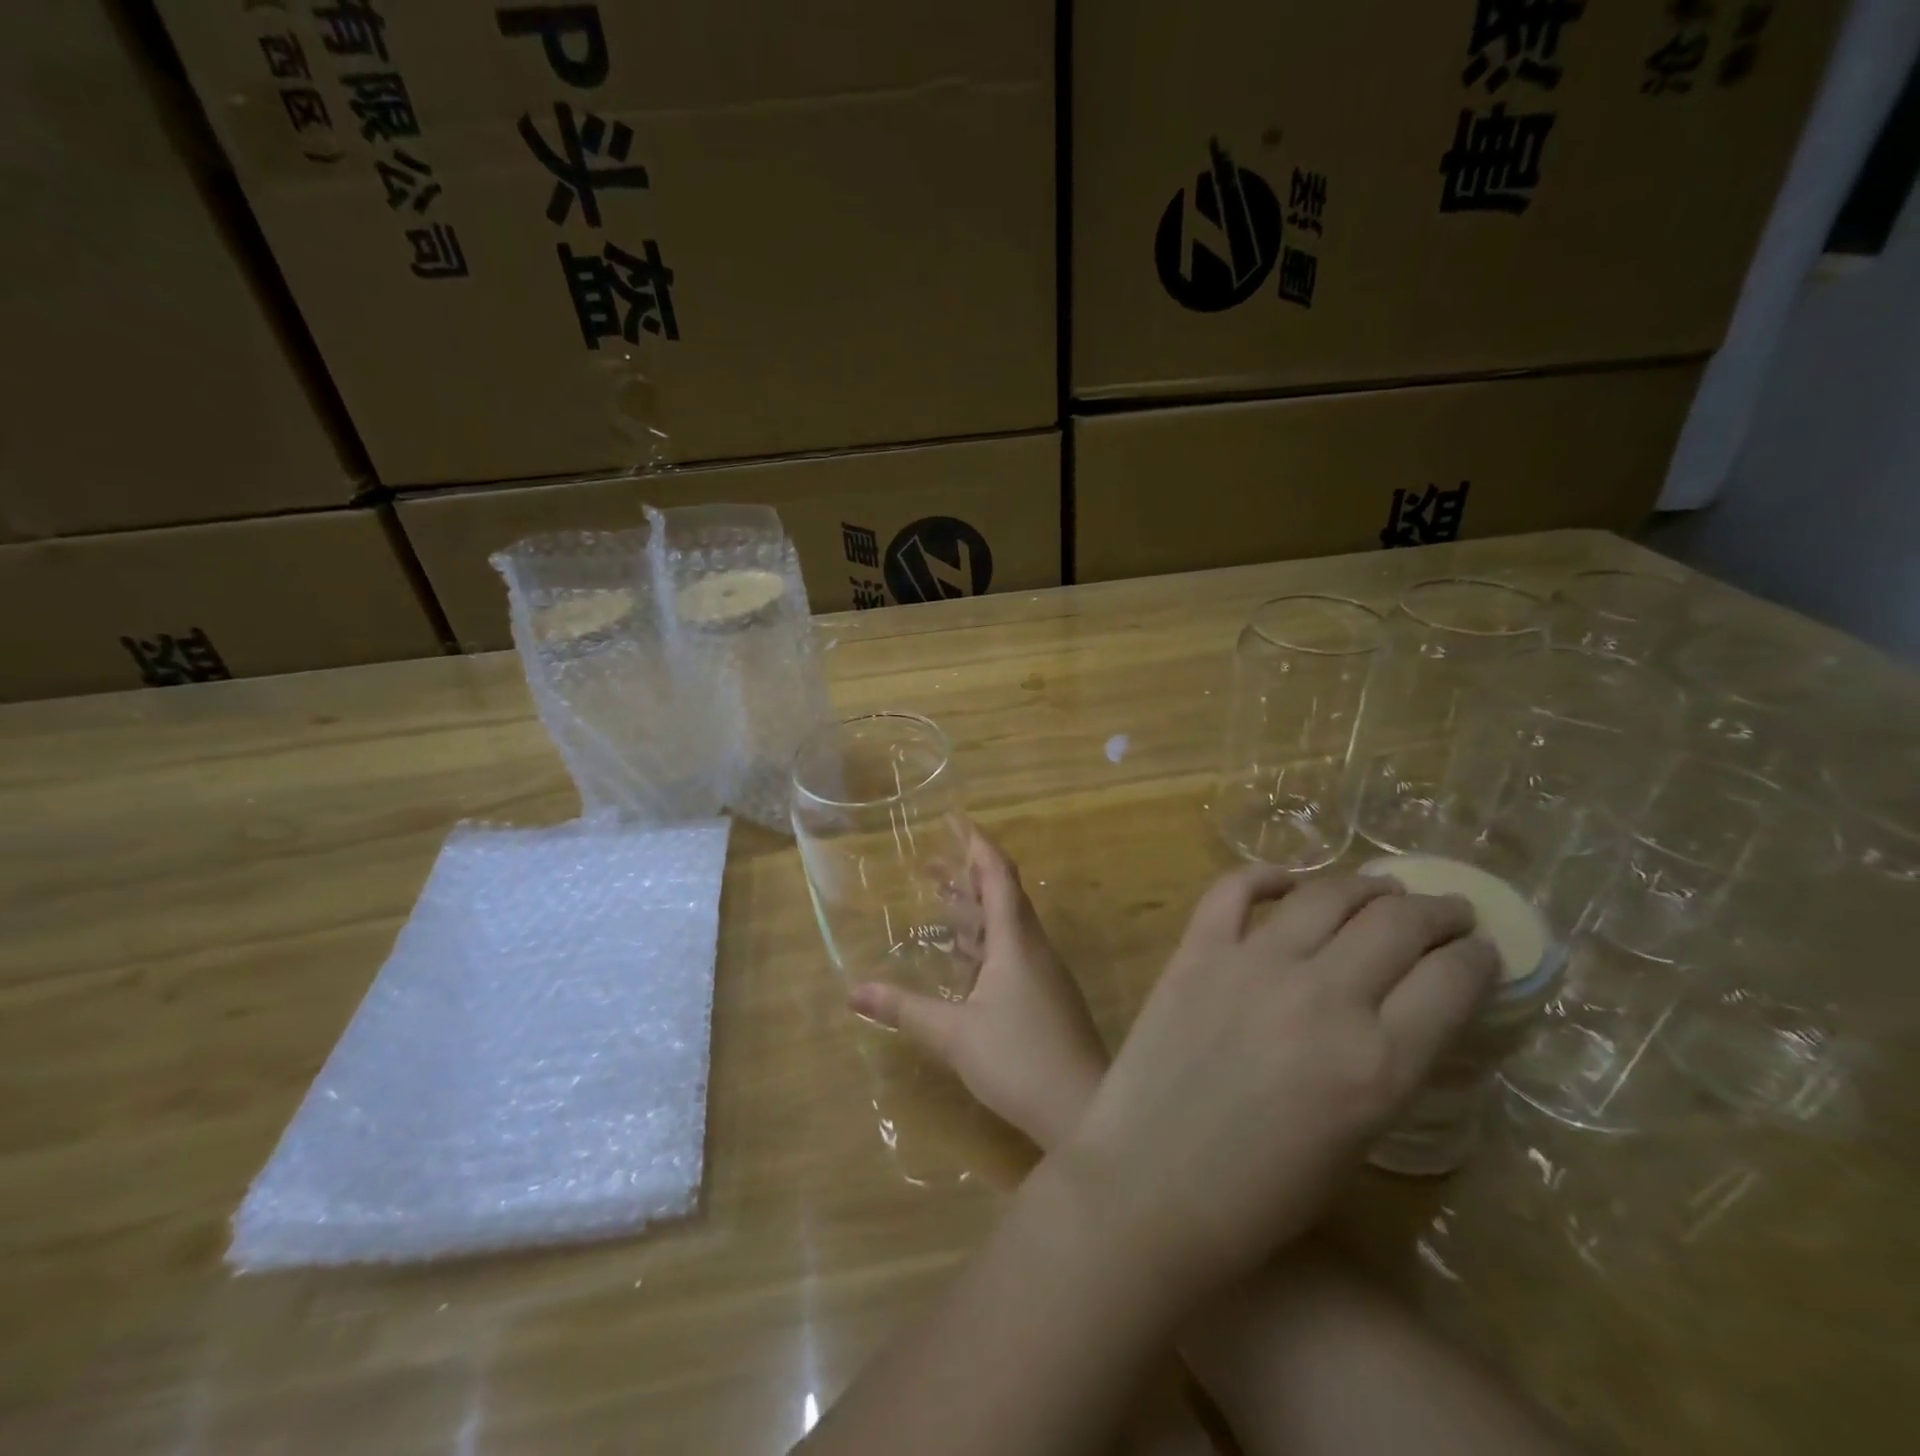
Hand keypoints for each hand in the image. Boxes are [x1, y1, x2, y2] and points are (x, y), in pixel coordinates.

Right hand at [849, 828, 1107, 1151]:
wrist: (1086, 1109)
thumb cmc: (1019, 1059)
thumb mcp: (953, 1034)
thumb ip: (904, 1009)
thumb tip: (853, 991)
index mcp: (1015, 940)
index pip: (998, 875)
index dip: (977, 844)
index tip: (955, 821)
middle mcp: (1033, 947)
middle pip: (1002, 896)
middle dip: (967, 876)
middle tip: (931, 864)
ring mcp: (1044, 974)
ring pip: (1007, 927)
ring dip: (975, 911)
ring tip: (941, 902)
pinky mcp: (1046, 998)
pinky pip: (1012, 954)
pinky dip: (984, 944)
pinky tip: (964, 961)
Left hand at [1061, 867, 1497, 1300]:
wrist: (1148, 1186)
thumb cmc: (1259, 1195)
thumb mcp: (1356, 1140)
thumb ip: (1384, 1066)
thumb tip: (1399, 1009)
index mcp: (1378, 1064)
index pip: (1451, 981)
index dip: (1477, 958)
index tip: (1482, 950)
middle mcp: (1323, 997)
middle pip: (1397, 925)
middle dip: (1436, 913)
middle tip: (1447, 911)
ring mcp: (1252, 965)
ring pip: (1326, 896)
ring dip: (1365, 886)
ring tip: (1383, 888)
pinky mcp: (1195, 952)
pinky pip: (1234, 891)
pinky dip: (1265, 877)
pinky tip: (1287, 881)